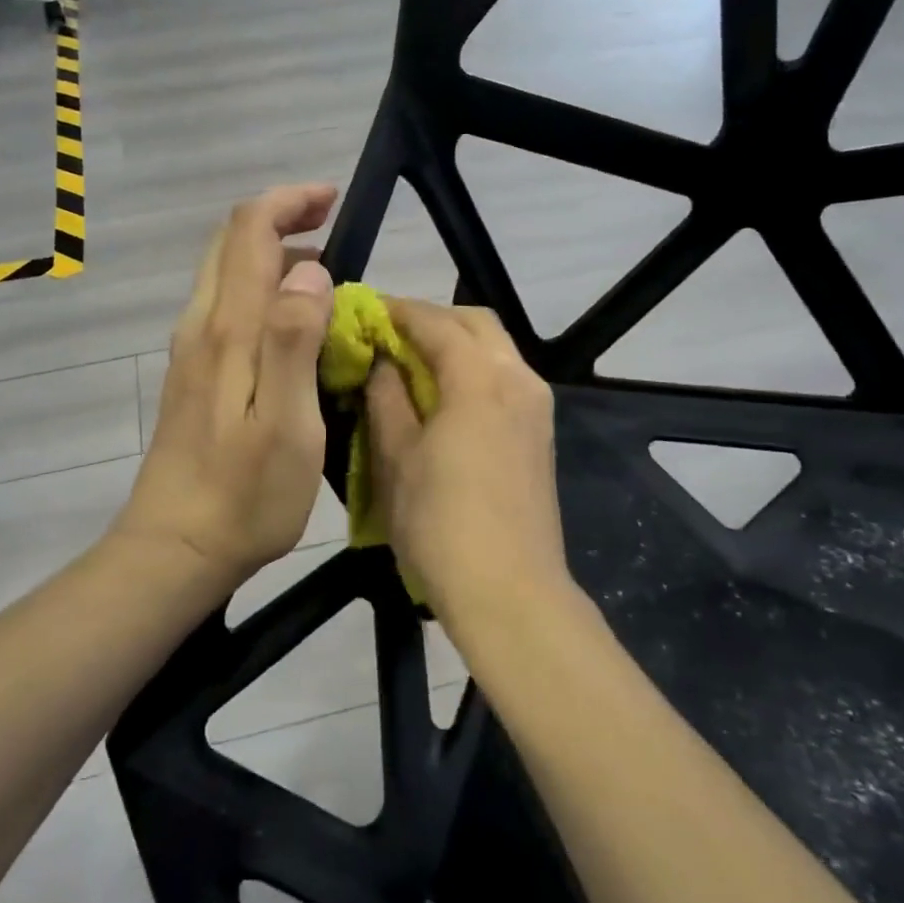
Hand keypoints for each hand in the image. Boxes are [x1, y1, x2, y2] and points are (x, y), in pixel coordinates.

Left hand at [114, 184, 337, 591]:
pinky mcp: (192, 379)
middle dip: (279, 218)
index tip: (333, 200)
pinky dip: (260, 292)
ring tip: (325, 275)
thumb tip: (309, 269)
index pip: (248, 232)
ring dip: (271, 256)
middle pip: (230, 245)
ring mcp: (191, 353)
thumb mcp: (287, 423)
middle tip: (332, 226)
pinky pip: (225, 310)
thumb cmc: (244, 495)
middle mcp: (201, 328)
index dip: (288, 201)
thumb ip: (294, 340)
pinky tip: (293, 326)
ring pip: (226, 276)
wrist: (176, 549)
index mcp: (228, 331)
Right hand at [365, 299, 572, 625]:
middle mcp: (518, 380)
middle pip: (475, 324)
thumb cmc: (440, 525)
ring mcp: (536, 407)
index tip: (364, 310)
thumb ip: (387, 399)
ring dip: (454, 344)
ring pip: (495, 350)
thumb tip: (381, 362)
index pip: (436, 322)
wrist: (510, 592)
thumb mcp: (397, 459)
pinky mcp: (540, 434)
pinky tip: (442, 396)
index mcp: (480, 379)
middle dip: (431, 319)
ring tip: (410, 364)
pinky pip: (505, 379)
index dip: (397, 311)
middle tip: (388, 334)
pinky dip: (473, 370)